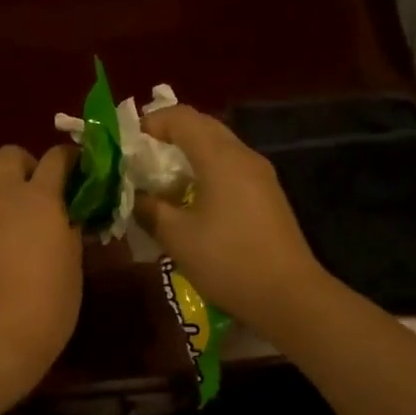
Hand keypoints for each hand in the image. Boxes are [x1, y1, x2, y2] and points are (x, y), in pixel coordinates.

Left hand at [0, 143, 82, 405]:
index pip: (56, 158)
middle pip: (7, 155)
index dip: (69, 159)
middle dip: (24, 165)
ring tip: (4, 214)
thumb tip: (68, 218)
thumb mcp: (72, 267)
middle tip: (36, 191)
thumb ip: (69, 232)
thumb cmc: (45, 309)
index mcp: (39, 199)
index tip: (77, 170)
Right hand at [132, 106, 327, 338]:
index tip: (126, 144)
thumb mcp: (177, 237)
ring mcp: (259, 175)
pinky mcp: (266, 195)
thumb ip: (149, 209)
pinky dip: (204, 172)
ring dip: (186, 156)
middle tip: (139, 160)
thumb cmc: (228, 261)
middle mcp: (243, 156)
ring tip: (159, 181)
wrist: (289, 296)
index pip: (181, 117)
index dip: (150, 122)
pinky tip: (189, 201)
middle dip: (167, 136)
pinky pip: (229, 168)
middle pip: (202, 127)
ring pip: (217, 148)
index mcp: (220, 157)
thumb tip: (133, 195)